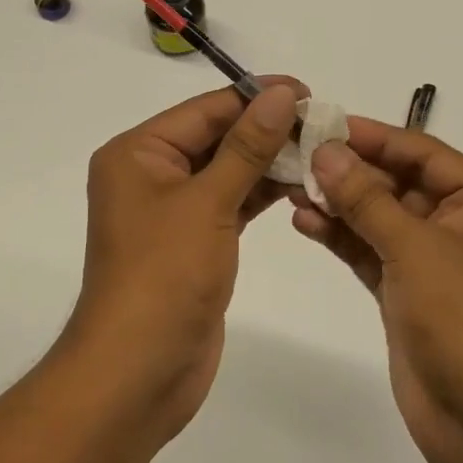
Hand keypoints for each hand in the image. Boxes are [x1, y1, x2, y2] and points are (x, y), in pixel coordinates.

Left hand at [63, 78, 306, 434]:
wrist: (139, 370)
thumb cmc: (164, 275)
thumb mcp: (208, 202)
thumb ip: (248, 146)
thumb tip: (282, 93)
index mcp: (138, 153)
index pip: (205, 110)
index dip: (256, 97)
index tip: (309, 92)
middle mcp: (151, 174)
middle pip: (216, 137)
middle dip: (268, 130)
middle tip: (325, 125)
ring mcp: (172, 211)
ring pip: (228, 171)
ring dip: (270, 162)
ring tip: (323, 153)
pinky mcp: (194, 242)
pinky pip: (231, 203)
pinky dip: (262, 194)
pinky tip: (301, 186)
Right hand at [293, 119, 462, 462]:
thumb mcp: (415, 247)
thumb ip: (367, 197)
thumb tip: (327, 150)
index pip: (421, 152)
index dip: (371, 136)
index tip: (321, 123)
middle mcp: (462, 225)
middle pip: (398, 183)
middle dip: (349, 171)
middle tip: (295, 155)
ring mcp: (434, 263)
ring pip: (380, 218)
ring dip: (340, 203)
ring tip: (290, 186)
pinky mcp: (409, 296)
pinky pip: (371, 253)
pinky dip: (342, 237)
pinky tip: (305, 221)